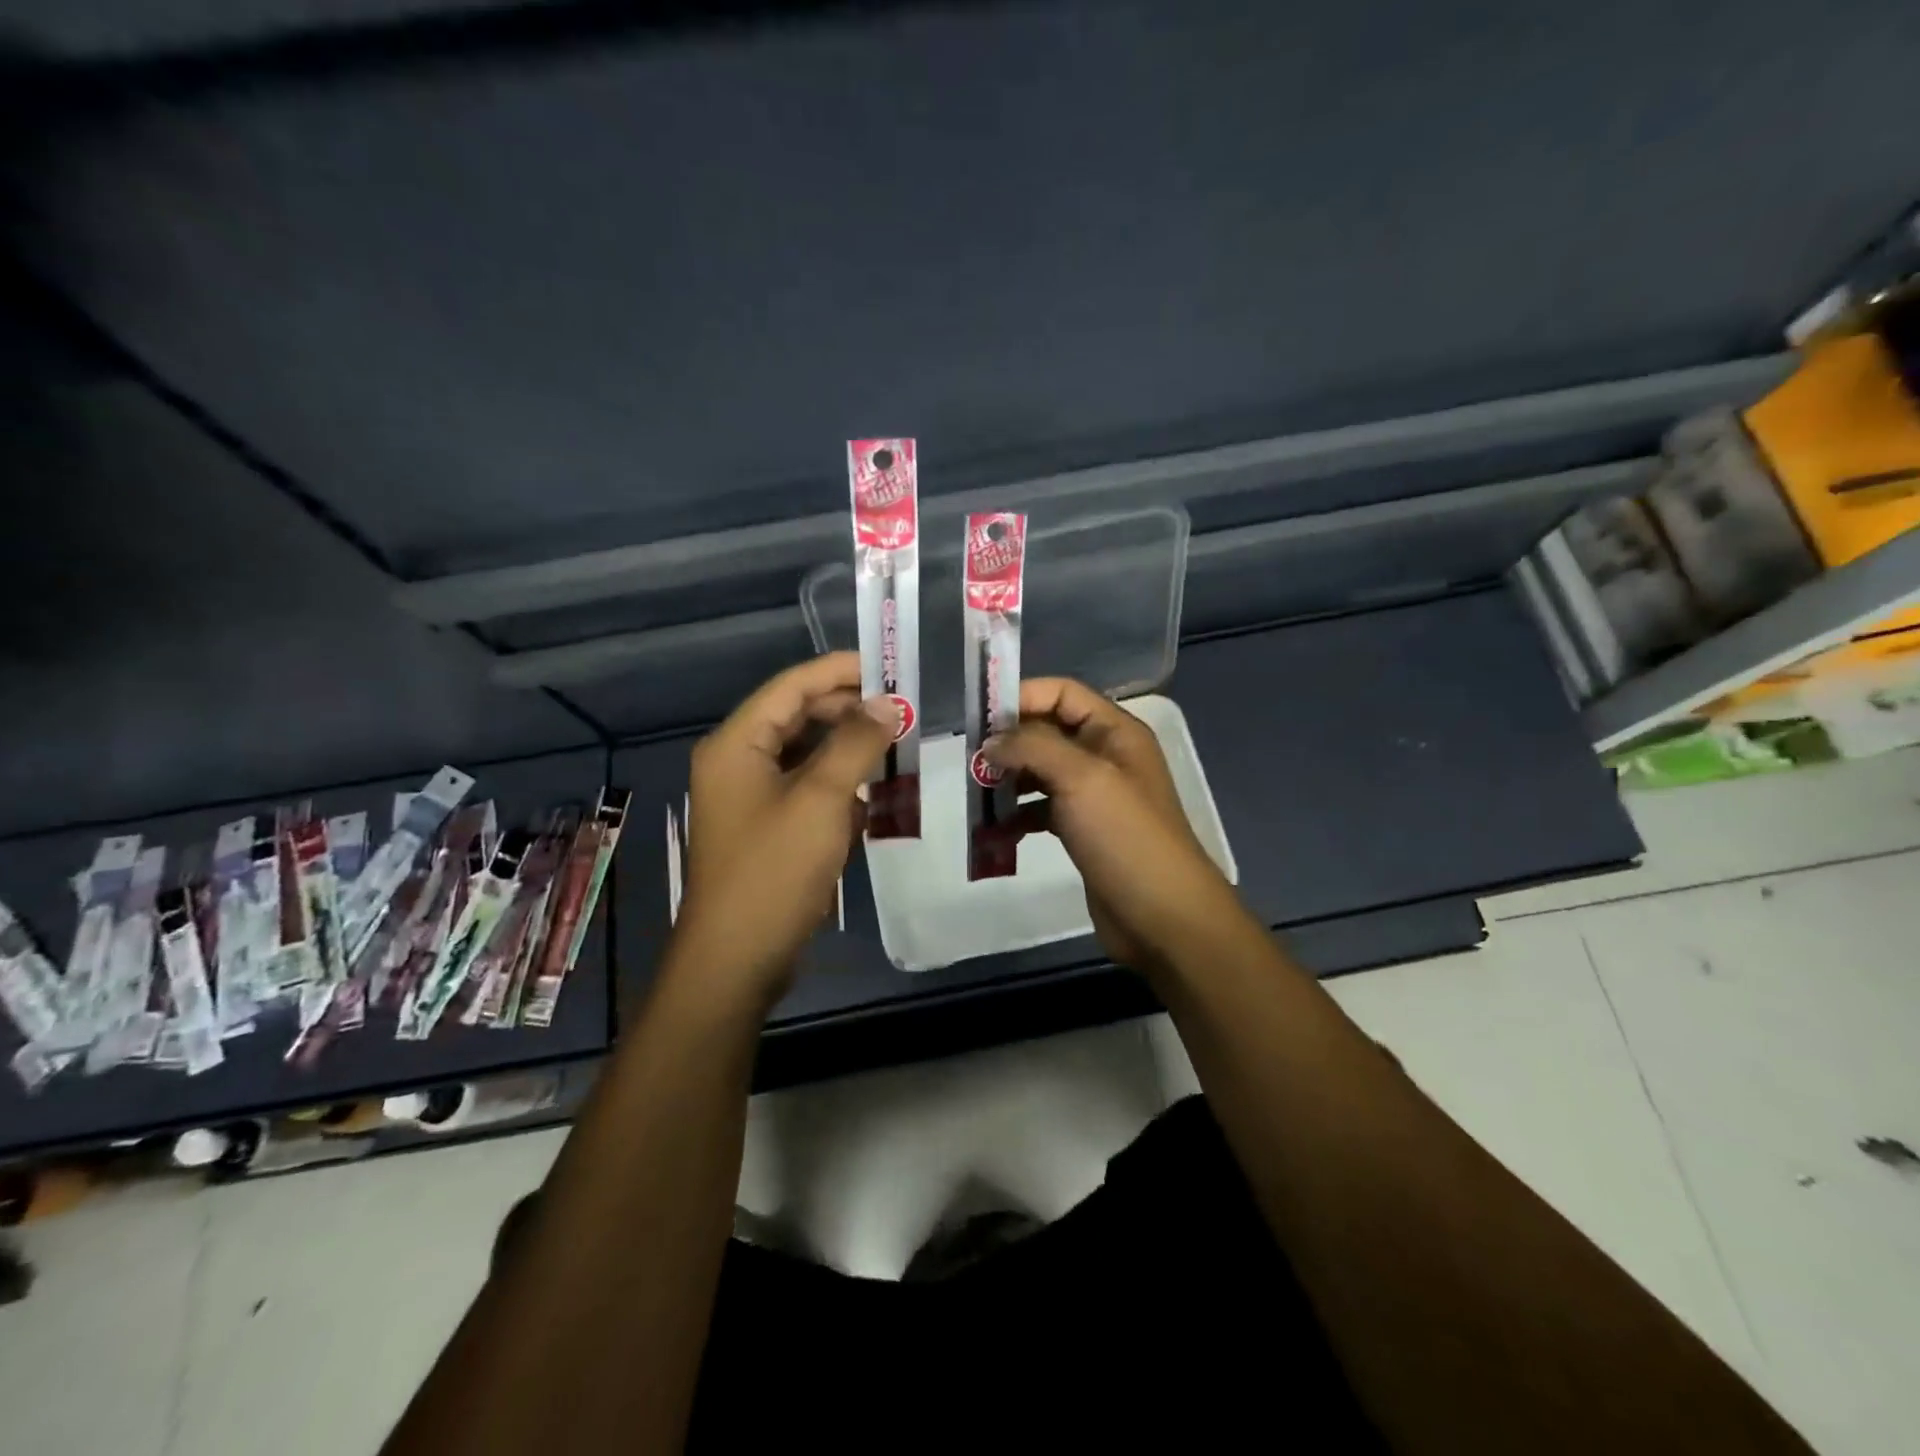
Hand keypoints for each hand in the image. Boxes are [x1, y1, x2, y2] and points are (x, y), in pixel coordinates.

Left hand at [672, 652, 897, 1010]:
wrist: (738, 957)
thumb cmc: (774, 869)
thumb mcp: (822, 799)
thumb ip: (855, 743)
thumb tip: (886, 704)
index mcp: (737, 743)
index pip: (792, 686)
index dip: (841, 671)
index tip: (890, 668)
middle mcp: (738, 761)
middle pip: (798, 716)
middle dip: (849, 711)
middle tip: (903, 710)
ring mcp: (752, 797)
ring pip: (806, 754)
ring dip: (849, 748)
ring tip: (897, 744)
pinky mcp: (768, 827)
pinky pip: (807, 788)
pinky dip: (839, 784)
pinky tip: (874, 791)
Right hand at [987, 678, 1244, 974]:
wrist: (1163, 917)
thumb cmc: (1126, 837)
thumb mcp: (1081, 778)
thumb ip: (1033, 747)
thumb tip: (990, 742)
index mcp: (1114, 732)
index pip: (1061, 693)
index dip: (1021, 697)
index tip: (978, 718)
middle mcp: (1105, 756)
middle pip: (1047, 731)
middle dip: (1009, 742)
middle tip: (971, 762)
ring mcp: (1095, 795)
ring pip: (1042, 772)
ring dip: (1009, 780)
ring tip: (977, 796)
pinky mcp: (1084, 831)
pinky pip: (1043, 809)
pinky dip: (1019, 815)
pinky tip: (997, 830)